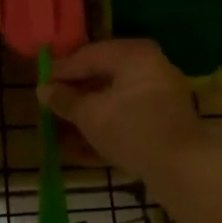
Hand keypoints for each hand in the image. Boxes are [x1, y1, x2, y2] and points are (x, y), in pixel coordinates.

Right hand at [38, 40, 210, 178]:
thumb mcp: (90, 114)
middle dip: (74, 95)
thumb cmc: (131, 129)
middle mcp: (150, 68)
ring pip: (113, 101)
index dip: (61, 71)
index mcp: (134, 54)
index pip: (88, 56)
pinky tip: (80, 149)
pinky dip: (104, 129)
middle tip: (49, 107)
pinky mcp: (162, 123)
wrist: (181, 168)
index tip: (39, 85)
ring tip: (59, 131)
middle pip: (102, 78)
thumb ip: (65, 100)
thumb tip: (43, 90)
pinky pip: (126, 119)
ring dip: (86, 116)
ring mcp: (160, 96)